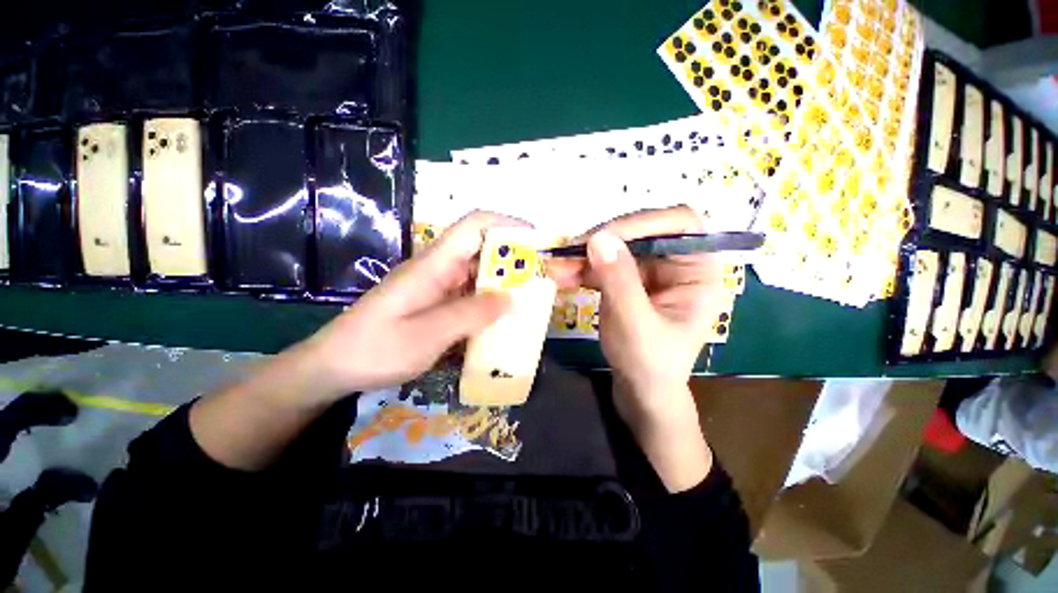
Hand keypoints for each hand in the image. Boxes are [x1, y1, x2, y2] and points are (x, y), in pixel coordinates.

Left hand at [300, 211, 529, 400]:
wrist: (333, 367)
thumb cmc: (374, 348)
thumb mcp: (426, 335)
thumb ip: (469, 315)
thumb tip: (510, 299)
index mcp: (434, 265)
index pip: (474, 225)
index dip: (507, 224)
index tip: (537, 239)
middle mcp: (439, 269)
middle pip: (483, 248)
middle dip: (516, 256)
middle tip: (544, 275)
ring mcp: (439, 286)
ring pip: (480, 272)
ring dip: (507, 280)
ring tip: (533, 296)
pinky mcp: (438, 303)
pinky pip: (472, 294)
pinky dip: (492, 299)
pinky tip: (506, 316)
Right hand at [548, 206, 724, 490]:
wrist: (641, 393)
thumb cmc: (650, 364)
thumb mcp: (634, 323)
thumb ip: (619, 280)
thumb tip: (598, 238)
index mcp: (698, 271)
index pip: (680, 223)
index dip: (643, 222)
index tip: (603, 237)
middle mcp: (677, 264)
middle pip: (641, 233)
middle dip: (602, 242)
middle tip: (568, 252)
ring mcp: (650, 273)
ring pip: (617, 248)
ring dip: (584, 256)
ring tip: (555, 267)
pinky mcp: (628, 283)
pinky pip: (604, 266)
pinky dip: (582, 269)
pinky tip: (561, 277)